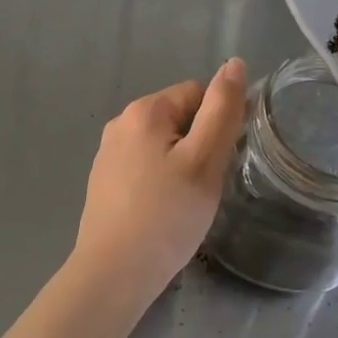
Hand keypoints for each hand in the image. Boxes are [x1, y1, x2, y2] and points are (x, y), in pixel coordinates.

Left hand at [71, 60, 248, 309]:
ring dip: (182, 165)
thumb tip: (234, 64)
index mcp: (144, 110)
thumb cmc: (166, 215)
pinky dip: (160, 182)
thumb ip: (222, 110)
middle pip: (178, 118)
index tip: (223, 161)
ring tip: (187, 202)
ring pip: (162, 145)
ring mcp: (107, 153)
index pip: (197, 93)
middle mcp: (120, 123)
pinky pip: (144, 167)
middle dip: (199, 145)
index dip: (218, 123)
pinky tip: (164, 212)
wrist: (113, 274)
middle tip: (206, 186)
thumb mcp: (204, 160)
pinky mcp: (103, 181)